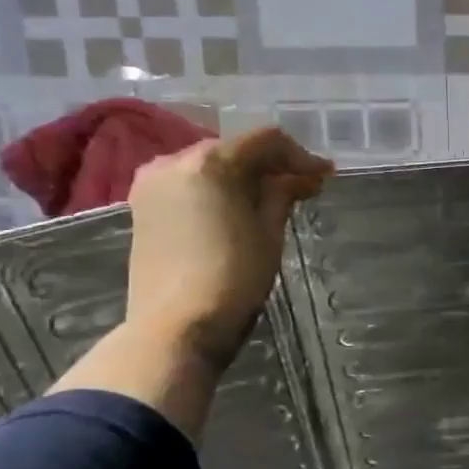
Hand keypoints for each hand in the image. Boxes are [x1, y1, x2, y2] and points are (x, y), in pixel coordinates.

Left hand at [124, 128, 332, 371]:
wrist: (175, 328)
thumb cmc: (232, 279)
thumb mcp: (268, 234)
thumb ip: (282, 195)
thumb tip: (300, 177)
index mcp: (211, 162)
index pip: (265, 141)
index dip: (300, 156)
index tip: (325, 176)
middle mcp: (175, 160)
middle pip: (234, 149)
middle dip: (270, 166)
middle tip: (303, 188)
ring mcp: (153, 183)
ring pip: (210, 166)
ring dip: (243, 177)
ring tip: (272, 201)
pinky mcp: (142, 207)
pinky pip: (189, 184)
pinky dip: (217, 190)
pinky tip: (237, 210)